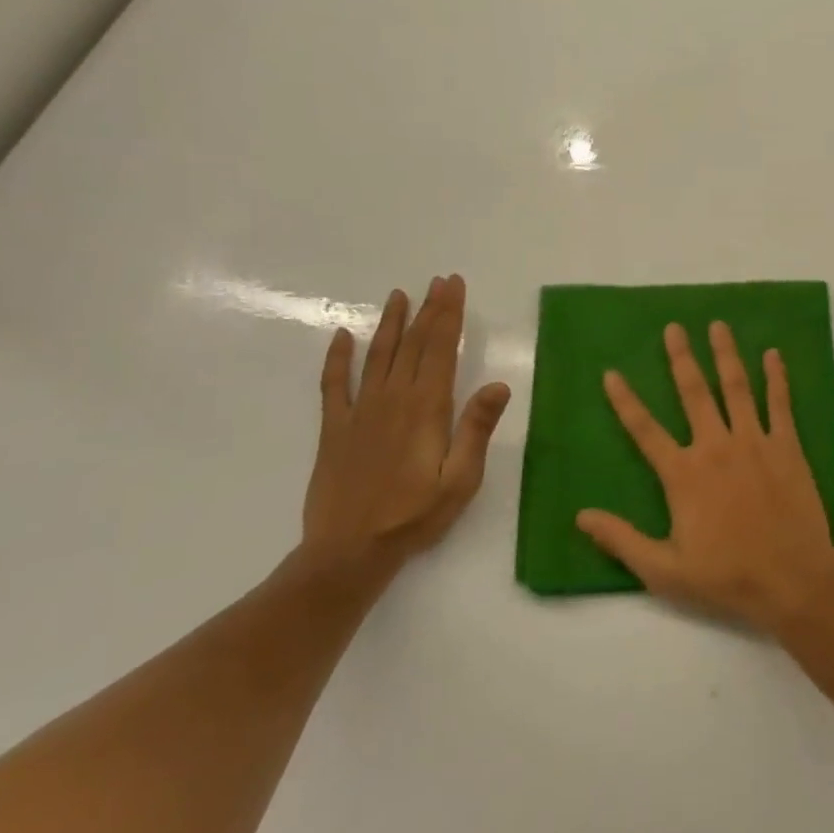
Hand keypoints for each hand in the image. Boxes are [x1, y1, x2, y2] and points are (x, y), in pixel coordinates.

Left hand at [301, 275, 510, 576]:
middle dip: (428, 310)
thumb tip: (499, 384)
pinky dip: (337, 359)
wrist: (349, 552)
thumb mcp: (460, 479)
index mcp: (427, 408)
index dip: (449, 315)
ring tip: (399, 295)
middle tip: (437, 281)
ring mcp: (360, 411)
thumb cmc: (415, 516)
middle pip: (413, 344)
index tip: (454, 286)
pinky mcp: (335, 428)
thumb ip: (476, 429)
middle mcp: (393, 399)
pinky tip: (341, 336)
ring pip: (378, 355)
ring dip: (390, 323)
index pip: (441, 349)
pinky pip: (334, 385)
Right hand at [578, 321, 833, 632]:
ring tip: (718, 325)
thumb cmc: (727, 577)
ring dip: (726, 354)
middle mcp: (716, 446)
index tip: (611, 372)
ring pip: (736, 387)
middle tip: (674, 327)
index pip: (645, 430)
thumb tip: (581, 515)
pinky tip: (773, 355)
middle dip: (681, 358)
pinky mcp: (787, 446)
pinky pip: (780, 404)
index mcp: (683, 474)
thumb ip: (621, 540)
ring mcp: (755, 442)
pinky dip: (776, 378)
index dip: (625, 401)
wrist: (792, 579)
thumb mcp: (664, 570)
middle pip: (694, 393)